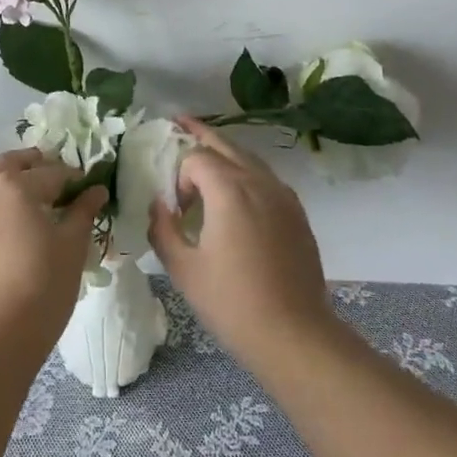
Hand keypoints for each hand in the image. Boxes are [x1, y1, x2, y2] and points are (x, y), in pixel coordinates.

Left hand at [0, 149, 104, 354]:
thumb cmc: (42, 287)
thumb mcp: (72, 247)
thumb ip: (83, 212)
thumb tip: (95, 190)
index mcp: (16, 186)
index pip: (51, 172)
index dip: (73, 178)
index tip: (85, 189)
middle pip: (9, 165)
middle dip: (32, 166)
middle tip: (52, 181)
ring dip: (2, 185)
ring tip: (21, 204)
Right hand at [147, 118, 336, 374]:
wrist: (294, 335)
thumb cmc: (232, 303)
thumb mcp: (183, 268)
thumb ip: (162, 229)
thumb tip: (158, 205)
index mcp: (229, 190)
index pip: (196, 158)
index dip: (179, 176)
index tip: (175, 209)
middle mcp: (259, 182)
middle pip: (226, 144)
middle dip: (200, 133)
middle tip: (179, 121)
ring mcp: (284, 197)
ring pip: (250, 159)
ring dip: (225, 152)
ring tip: (206, 152)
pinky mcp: (297, 214)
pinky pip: (267, 179)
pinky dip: (247, 173)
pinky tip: (238, 193)